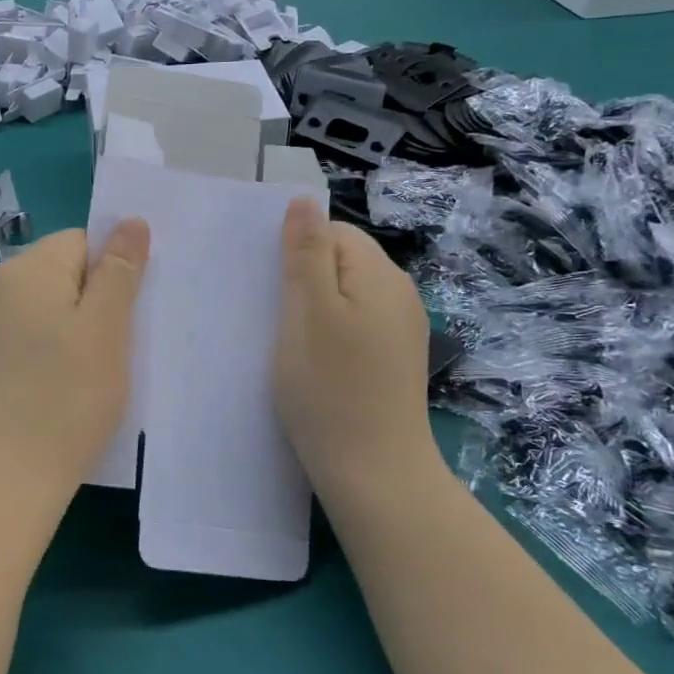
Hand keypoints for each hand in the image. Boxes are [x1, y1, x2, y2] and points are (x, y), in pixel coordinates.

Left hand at [0, 222, 148, 496]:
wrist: (8, 476)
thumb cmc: (68, 396)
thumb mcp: (107, 327)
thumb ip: (119, 269)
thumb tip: (130, 220)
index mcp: (27, 268)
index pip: (80, 241)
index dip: (111, 271)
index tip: (127, 315)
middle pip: (60, 272)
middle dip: (92, 299)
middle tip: (116, 346)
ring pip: (43, 306)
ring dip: (71, 327)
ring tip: (90, 371)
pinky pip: (24, 335)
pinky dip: (46, 350)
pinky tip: (58, 386)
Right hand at [274, 199, 437, 491]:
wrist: (374, 472)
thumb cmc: (330, 387)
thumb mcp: (307, 312)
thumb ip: (306, 253)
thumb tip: (305, 201)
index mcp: (379, 274)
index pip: (333, 232)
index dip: (297, 251)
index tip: (270, 287)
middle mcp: (400, 294)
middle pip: (343, 261)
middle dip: (305, 278)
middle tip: (273, 316)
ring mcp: (402, 329)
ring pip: (347, 295)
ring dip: (315, 308)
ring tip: (288, 341)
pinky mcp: (395, 360)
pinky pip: (356, 325)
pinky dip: (331, 333)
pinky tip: (314, 362)